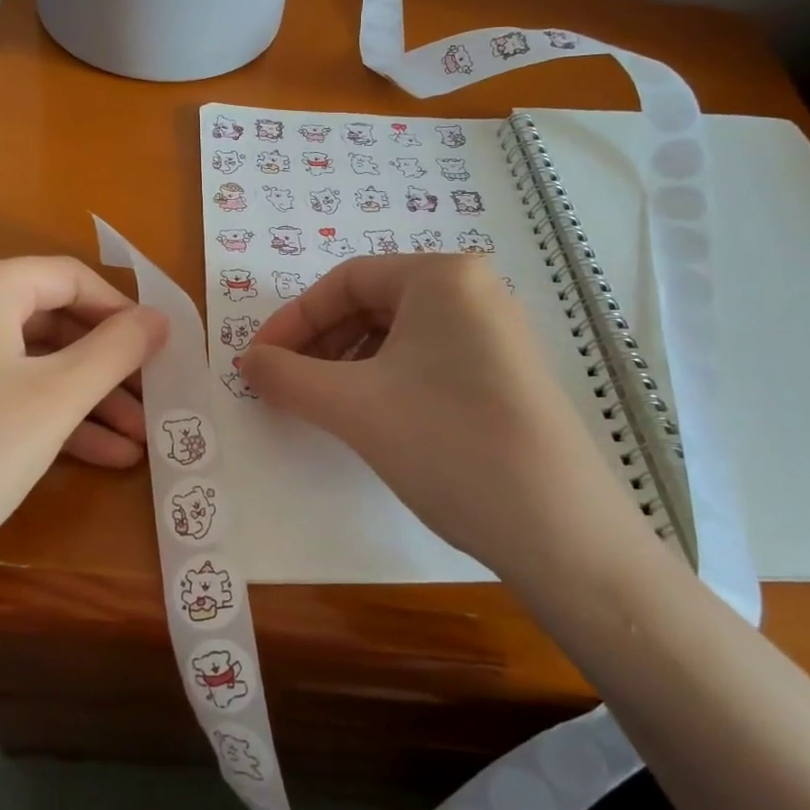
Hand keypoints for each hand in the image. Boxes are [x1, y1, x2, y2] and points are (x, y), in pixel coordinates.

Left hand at [0, 257, 167, 605]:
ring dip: (84, 400)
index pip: (69, 277)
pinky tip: (95, 457)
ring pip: (27, 365)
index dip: (122, 310)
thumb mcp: (55, 400)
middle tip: (153, 403)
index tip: (161, 349)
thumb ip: (115, 350)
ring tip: (137, 443)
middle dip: (108, 366)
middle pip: (50, 322)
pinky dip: (44, 417)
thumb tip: (159, 318)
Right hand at [241, 254, 649, 598]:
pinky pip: (429, 359)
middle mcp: (475, 290)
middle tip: (286, 385)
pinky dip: (387, 380)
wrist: (562, 534)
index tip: (258, 361)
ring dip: (349, 364)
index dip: (293, 319)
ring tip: (323, 405)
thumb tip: (247, 361)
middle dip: (320, 343)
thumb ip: (287, 376)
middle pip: (372, 304)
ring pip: (399, 335)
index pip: (344, 280)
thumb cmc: (448, 445)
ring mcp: (497, 332)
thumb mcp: (353, 406)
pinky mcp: (508, 373)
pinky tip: (371, 416)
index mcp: (442, 276)